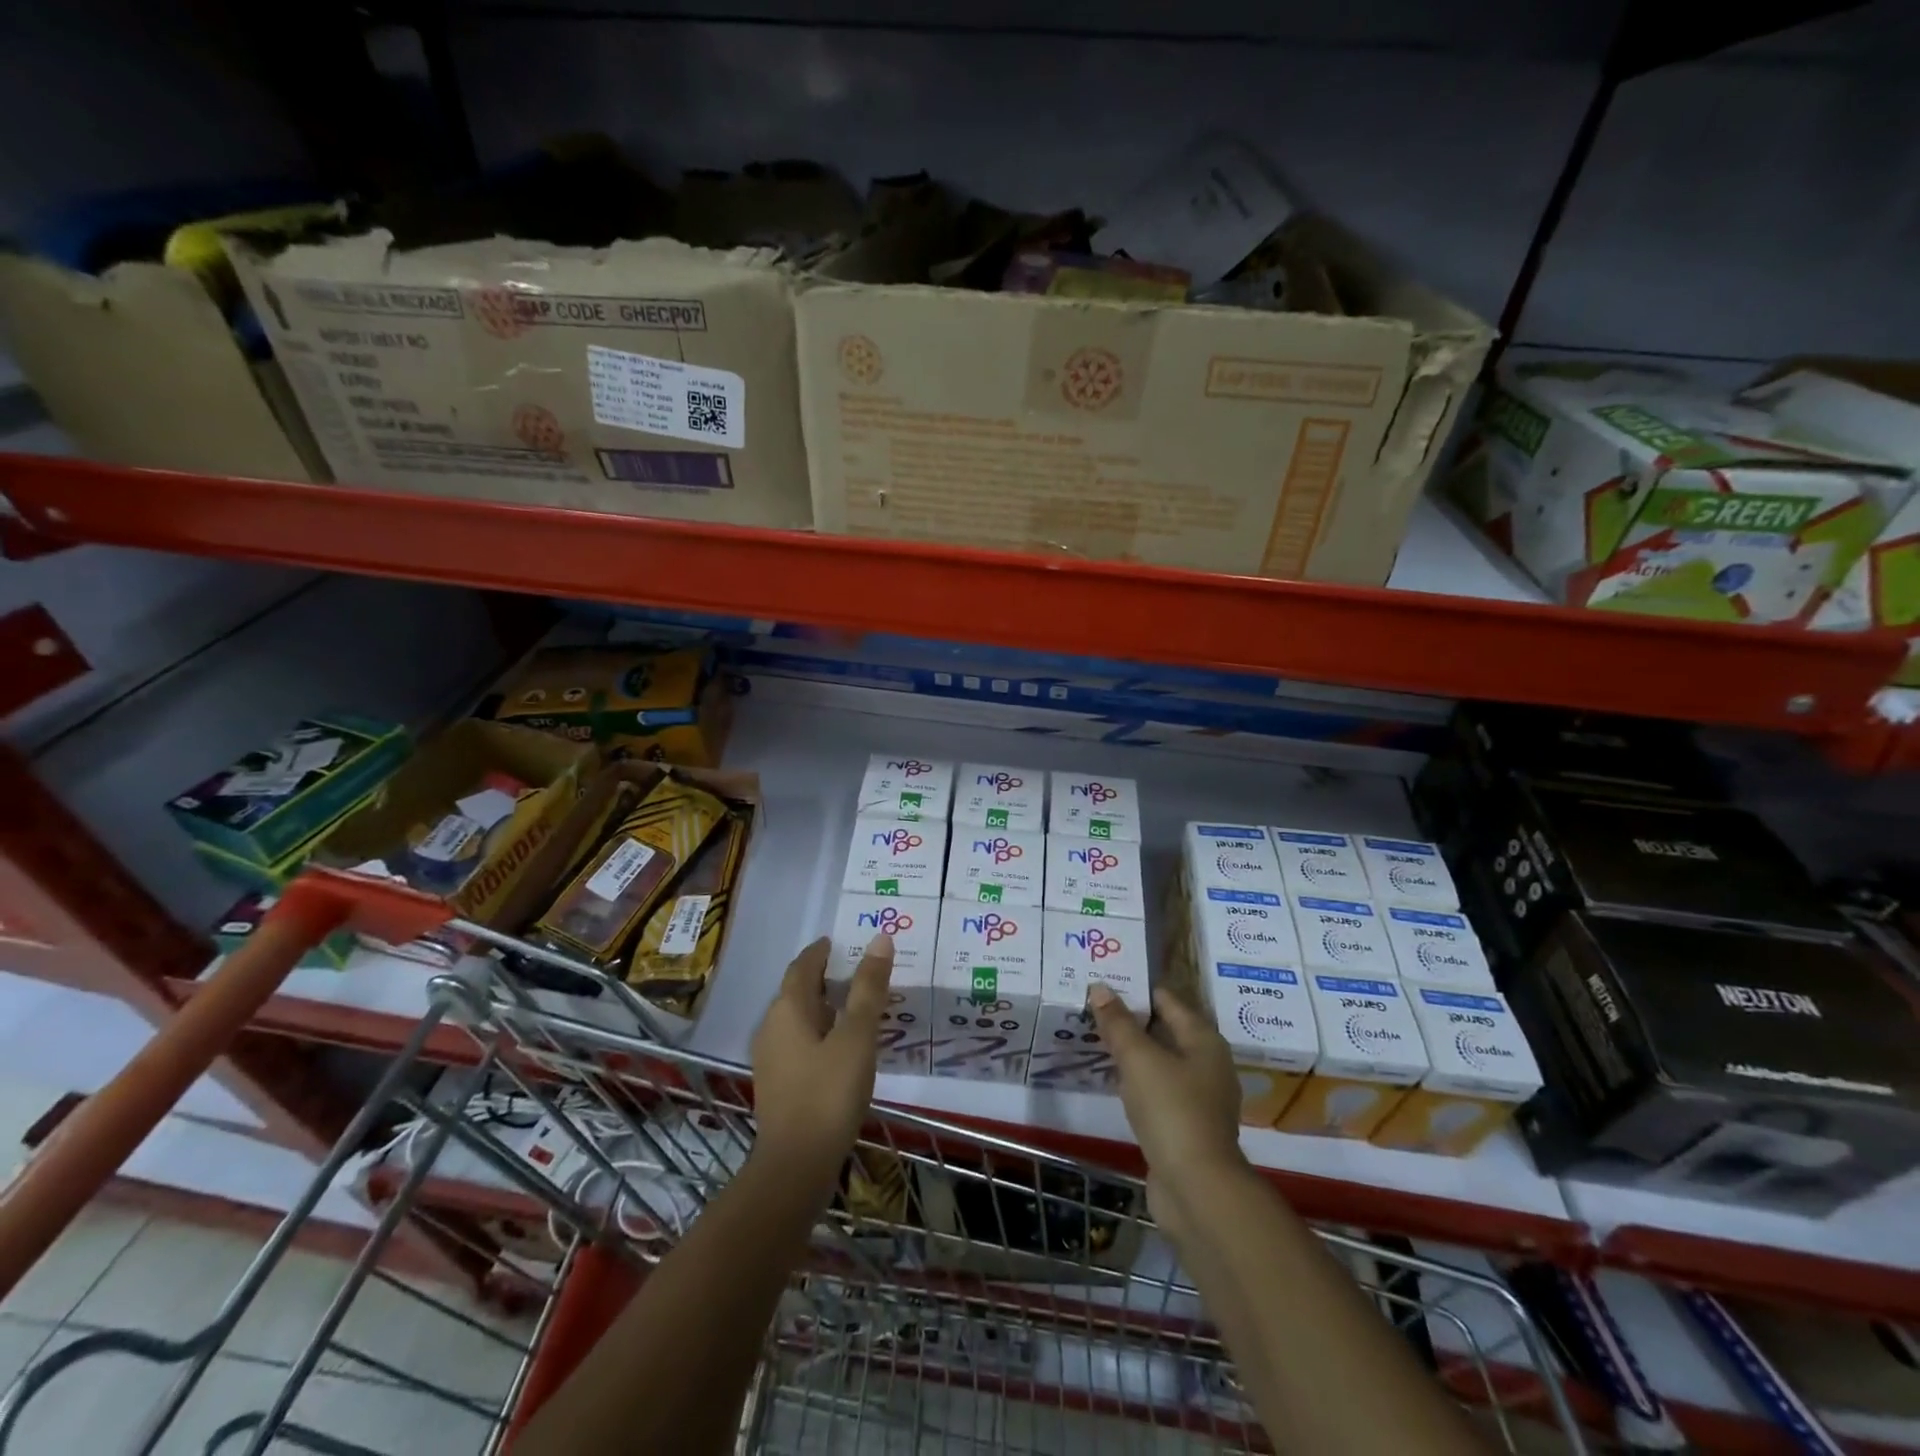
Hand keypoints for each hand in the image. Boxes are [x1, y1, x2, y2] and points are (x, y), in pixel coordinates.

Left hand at [749, 934, 893, 1192]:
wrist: (796, 1166)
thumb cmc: (828, 1093)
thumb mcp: (857, 1037)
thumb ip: (868, 988)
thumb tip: (880, 939)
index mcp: (788, 1009)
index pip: (803, 966)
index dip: (821, 951)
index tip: (842, 942)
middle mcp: (772, 1026)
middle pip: (798, 990)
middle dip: (824, 976)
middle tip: (858, 969)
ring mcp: (771, 1058)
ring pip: (798, 1018)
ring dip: (823, 1005)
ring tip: (856, 1004)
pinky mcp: (778, 1084)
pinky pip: (800, 1041)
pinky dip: (820, 1031)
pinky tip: (842, 1045)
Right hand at [1088, 984, 1246, 1199]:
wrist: (1196, 1189)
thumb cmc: (1171, 1110)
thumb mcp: (1139, 1059)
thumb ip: (1118, 1023)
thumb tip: (1100, 987)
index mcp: (1204, 1040)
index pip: (1168, 1000)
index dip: (1136, 989)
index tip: (1104, 982)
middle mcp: (1209, 1064)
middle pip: (1165, 1030)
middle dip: (1132, 1020)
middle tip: (1094, 1009)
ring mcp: (1201, 1098)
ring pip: (1161, 1062)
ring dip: (1133, 1052)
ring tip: (1098, 1041)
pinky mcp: (1188, 1126)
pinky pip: (1159, 1090)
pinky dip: (1138, 1081)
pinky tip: (1115, 1081)